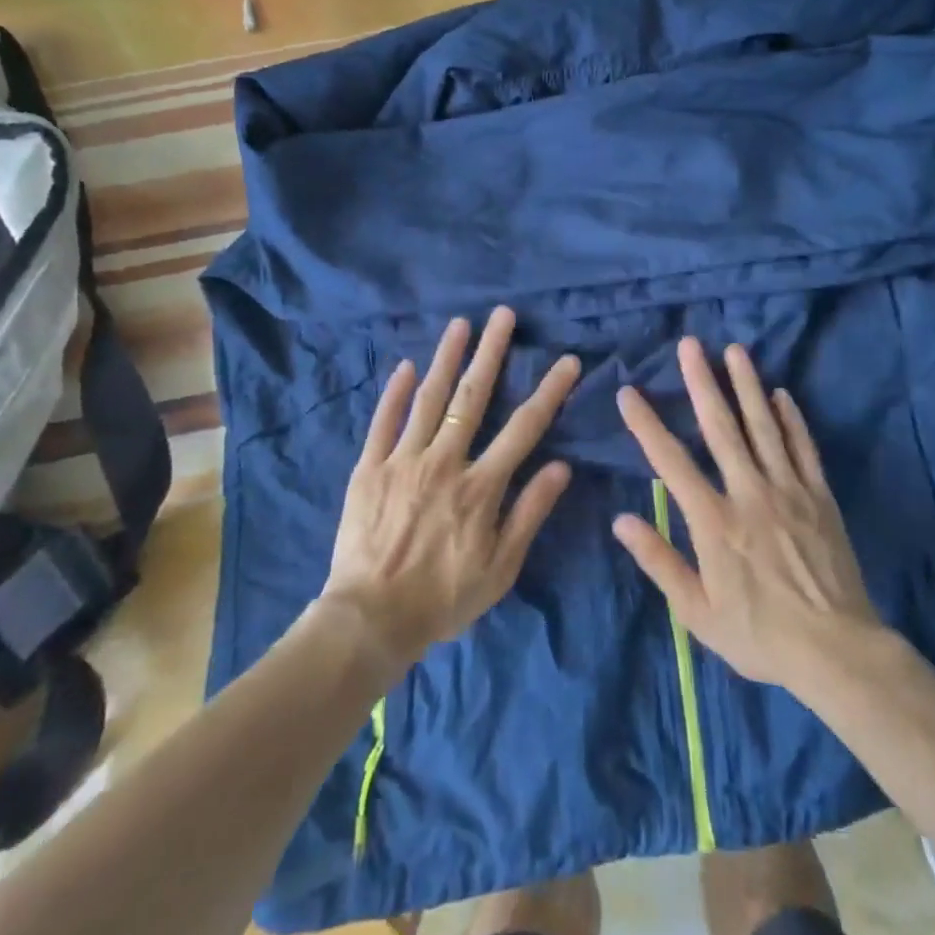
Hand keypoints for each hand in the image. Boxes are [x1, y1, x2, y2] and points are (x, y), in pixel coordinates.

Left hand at [321, 306, 580, 672]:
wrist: (370, 619)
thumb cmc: (443, 597)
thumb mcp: (501, 567)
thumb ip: (529, 513)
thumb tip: (561, 466)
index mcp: (480, 487)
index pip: (524, 428)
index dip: (548, 392)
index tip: (567, 361)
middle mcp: (444, 462)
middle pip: (472, 398)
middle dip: (492, 353)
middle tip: (504, 315)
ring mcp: (402, 461)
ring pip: (428, 399)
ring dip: (446, 358)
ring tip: (461, 324)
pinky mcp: (368, 468)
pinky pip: (383, 422)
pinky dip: (394, 392)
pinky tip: (404, 365)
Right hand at [613, 338, 879, 690]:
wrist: (836, 650)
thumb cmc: (759, 635)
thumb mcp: (697, 612)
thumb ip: (659, 561)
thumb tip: (621, 520)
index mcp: (714, 521)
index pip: (671, 462)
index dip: (647, 425)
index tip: (629, 392)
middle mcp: (749, 493)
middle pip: (722, 428)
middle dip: (702, 383)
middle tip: (690, 345)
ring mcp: (789, 490)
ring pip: (764, 427)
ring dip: (747, 386)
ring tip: (735, 351)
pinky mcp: (820, 497)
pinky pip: (803, 448)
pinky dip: (792, 419)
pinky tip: (781, 394)